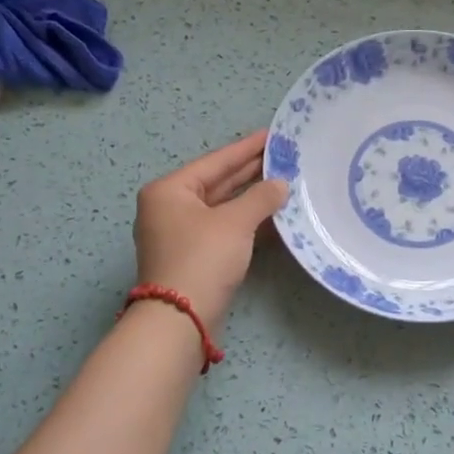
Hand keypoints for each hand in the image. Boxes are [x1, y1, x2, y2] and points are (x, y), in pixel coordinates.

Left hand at [134, 130, 288, 329]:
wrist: (180, 318)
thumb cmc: (202, 258)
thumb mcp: (235, 223)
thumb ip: (261, 198)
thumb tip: (281, 184)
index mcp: (169, 190)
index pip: (215, 162)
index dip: (246, 148)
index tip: (271, 135)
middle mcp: (170, 207)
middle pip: (217, 182)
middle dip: (250, 171)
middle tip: (283, 156)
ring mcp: (180, 233)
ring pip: (221, 207)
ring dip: (251, 197)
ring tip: (284, 181)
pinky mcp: (193, 255)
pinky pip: (223, 227)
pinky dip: (246, 220)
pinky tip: (273, 215)